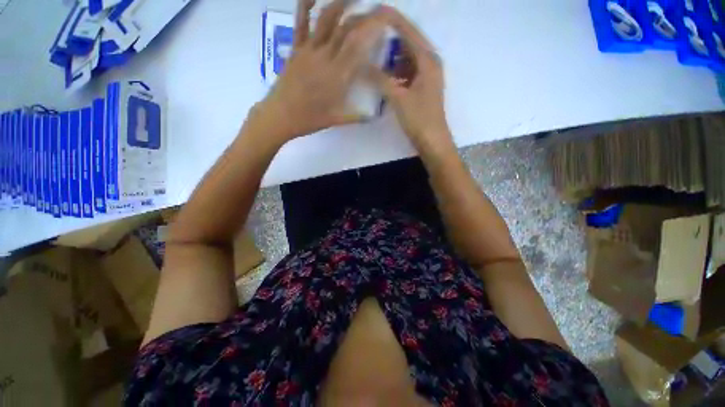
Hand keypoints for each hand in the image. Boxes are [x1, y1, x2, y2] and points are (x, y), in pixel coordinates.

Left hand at [255, 0, 386, 142]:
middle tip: (375, 9)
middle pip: (347, 28)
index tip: (384, 20)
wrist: (280, 116)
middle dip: (363, 15)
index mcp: (338, 77)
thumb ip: (356, 117)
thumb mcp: (336, 120)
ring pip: (326, 19)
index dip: (373, 29)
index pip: (359, 46)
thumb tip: (372, 117)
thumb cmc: (309, 120)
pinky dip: (306, 4)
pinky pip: (301, 22)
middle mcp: (326, 58)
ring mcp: (309, 50)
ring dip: (341, 3)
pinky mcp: (295, 48)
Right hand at [368, 7, 452, 151]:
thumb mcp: (399, 98)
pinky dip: (396, 72)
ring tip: (373, 55)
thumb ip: (380, 79)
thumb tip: (361, 65)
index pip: (408, 31)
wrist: (433, 141)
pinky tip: (384, 76)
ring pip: (407, 59)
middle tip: (369, 34)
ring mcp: (426, 76)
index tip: (374, 9)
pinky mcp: (422, 88)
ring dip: (391, 57)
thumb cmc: (419, 119)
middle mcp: (429, 63)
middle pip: (408, 42)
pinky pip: (407, 73)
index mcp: (428, 60)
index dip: (392, 19)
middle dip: (390, 37)